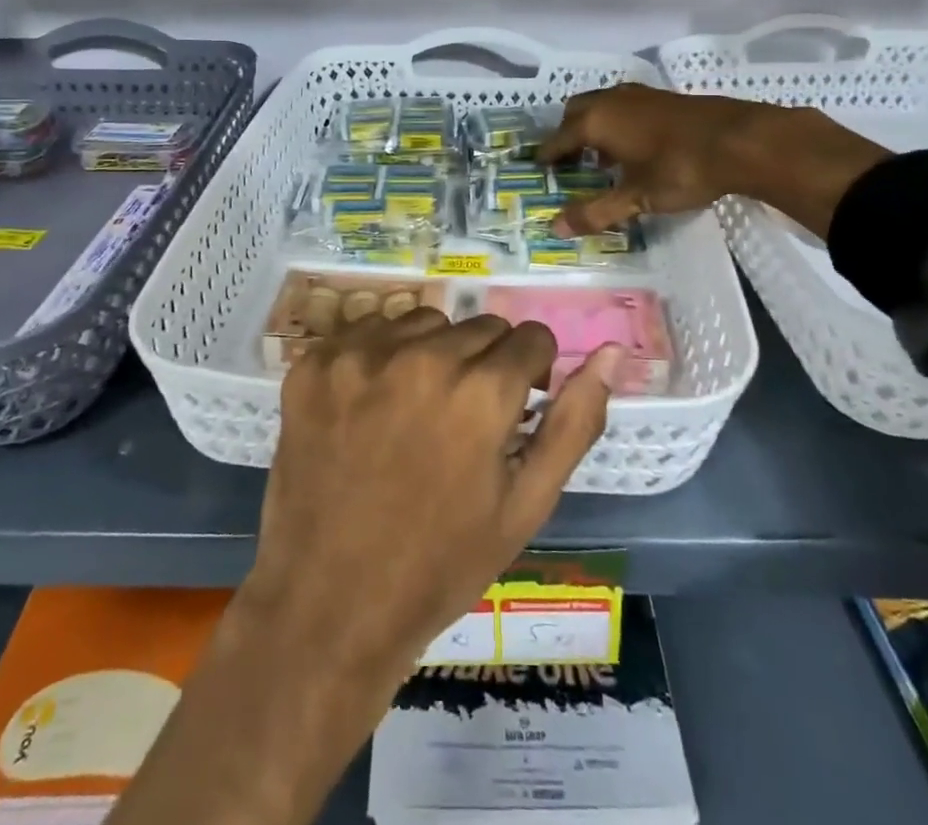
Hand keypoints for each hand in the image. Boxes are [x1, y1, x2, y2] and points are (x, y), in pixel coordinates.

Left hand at [241, 308, 620, 684]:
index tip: (514, 407)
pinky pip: (369, 329)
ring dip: (434, 353)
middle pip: (480, 326)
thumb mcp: (526, 504)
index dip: (530, 374)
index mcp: (481, 393)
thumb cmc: (441, 564)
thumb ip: (575, 422)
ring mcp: (360, 355)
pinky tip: (371, 405)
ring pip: (425, 322)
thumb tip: (612, 353)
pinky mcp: (315, 362)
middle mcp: (422, 357)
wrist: (329, 605)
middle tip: (463, 419)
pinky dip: (381, 356)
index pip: (531, 339)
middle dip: (486, 364)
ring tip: (417, 411)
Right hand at [539, 84, 889, 238]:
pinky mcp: (664, 97)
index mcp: (596, 121)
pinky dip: (617, 123)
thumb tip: (556, 227)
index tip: (539, 170)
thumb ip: (596, 212)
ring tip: (600, 157)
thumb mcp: (636, 198)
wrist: (742, 140)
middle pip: (576, 112)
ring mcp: (640, 94)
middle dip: (567, 134)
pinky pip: (625, 106)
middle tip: (568, 162)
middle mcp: (611, 101)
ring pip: (602, 105)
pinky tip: (634, 147)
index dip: (547, 156)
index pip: (558, 138)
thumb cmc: (681, 169)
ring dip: (594, 126)